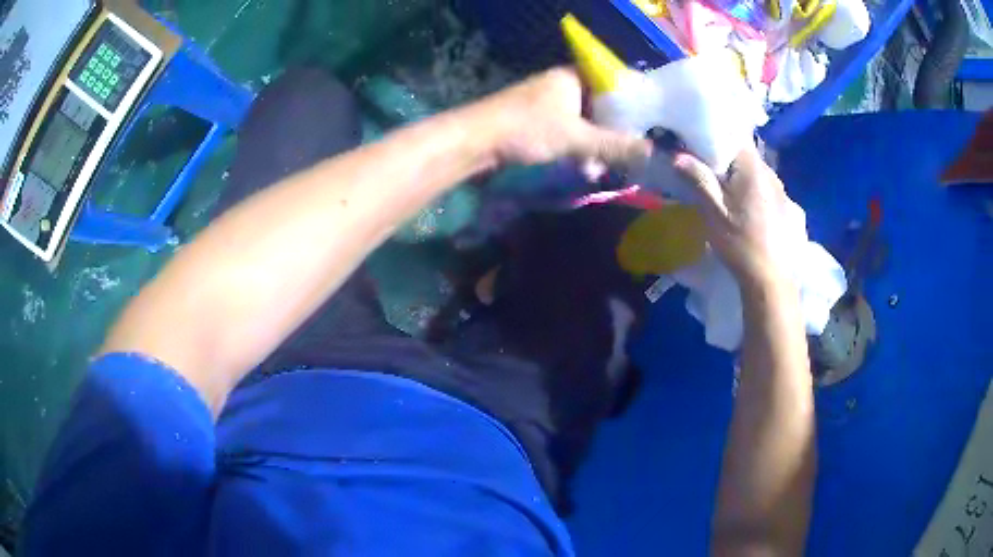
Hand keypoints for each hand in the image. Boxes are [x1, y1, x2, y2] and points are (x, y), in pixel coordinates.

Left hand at [464, 67, 650, 168]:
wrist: (475, 141)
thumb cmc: (527, 129)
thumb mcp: (577, 138)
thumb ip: (614, 145)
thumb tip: (651, 153)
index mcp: (571, 77)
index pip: (611, 82)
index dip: (630, 102)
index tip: (646, 124)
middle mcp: (558, 85)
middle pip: (597, 105)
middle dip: (612, 130)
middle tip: (628, 152)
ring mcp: (544, 103)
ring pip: (581, 121)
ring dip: (593, 144)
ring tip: (604, 167)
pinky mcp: (532, 121)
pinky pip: (564, 131)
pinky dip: (575, 147)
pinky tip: (583, 168)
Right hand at [674, 145, 805, 286]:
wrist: (770, 279)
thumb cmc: (740, 242)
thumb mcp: (713, 211)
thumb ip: (697, 179)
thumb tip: (678, 156)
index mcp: (753, 168)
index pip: (735, 136)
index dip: (716, 138)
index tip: (699, 148)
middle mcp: (772, 174)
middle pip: (746, 156)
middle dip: (728, 161)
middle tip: (709, 174)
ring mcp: (783, 192)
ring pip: (758, 175)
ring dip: (742, 179)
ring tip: (728, 195)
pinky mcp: (788, 210)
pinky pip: (767, 191)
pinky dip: (755, 194)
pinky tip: (748, 213)